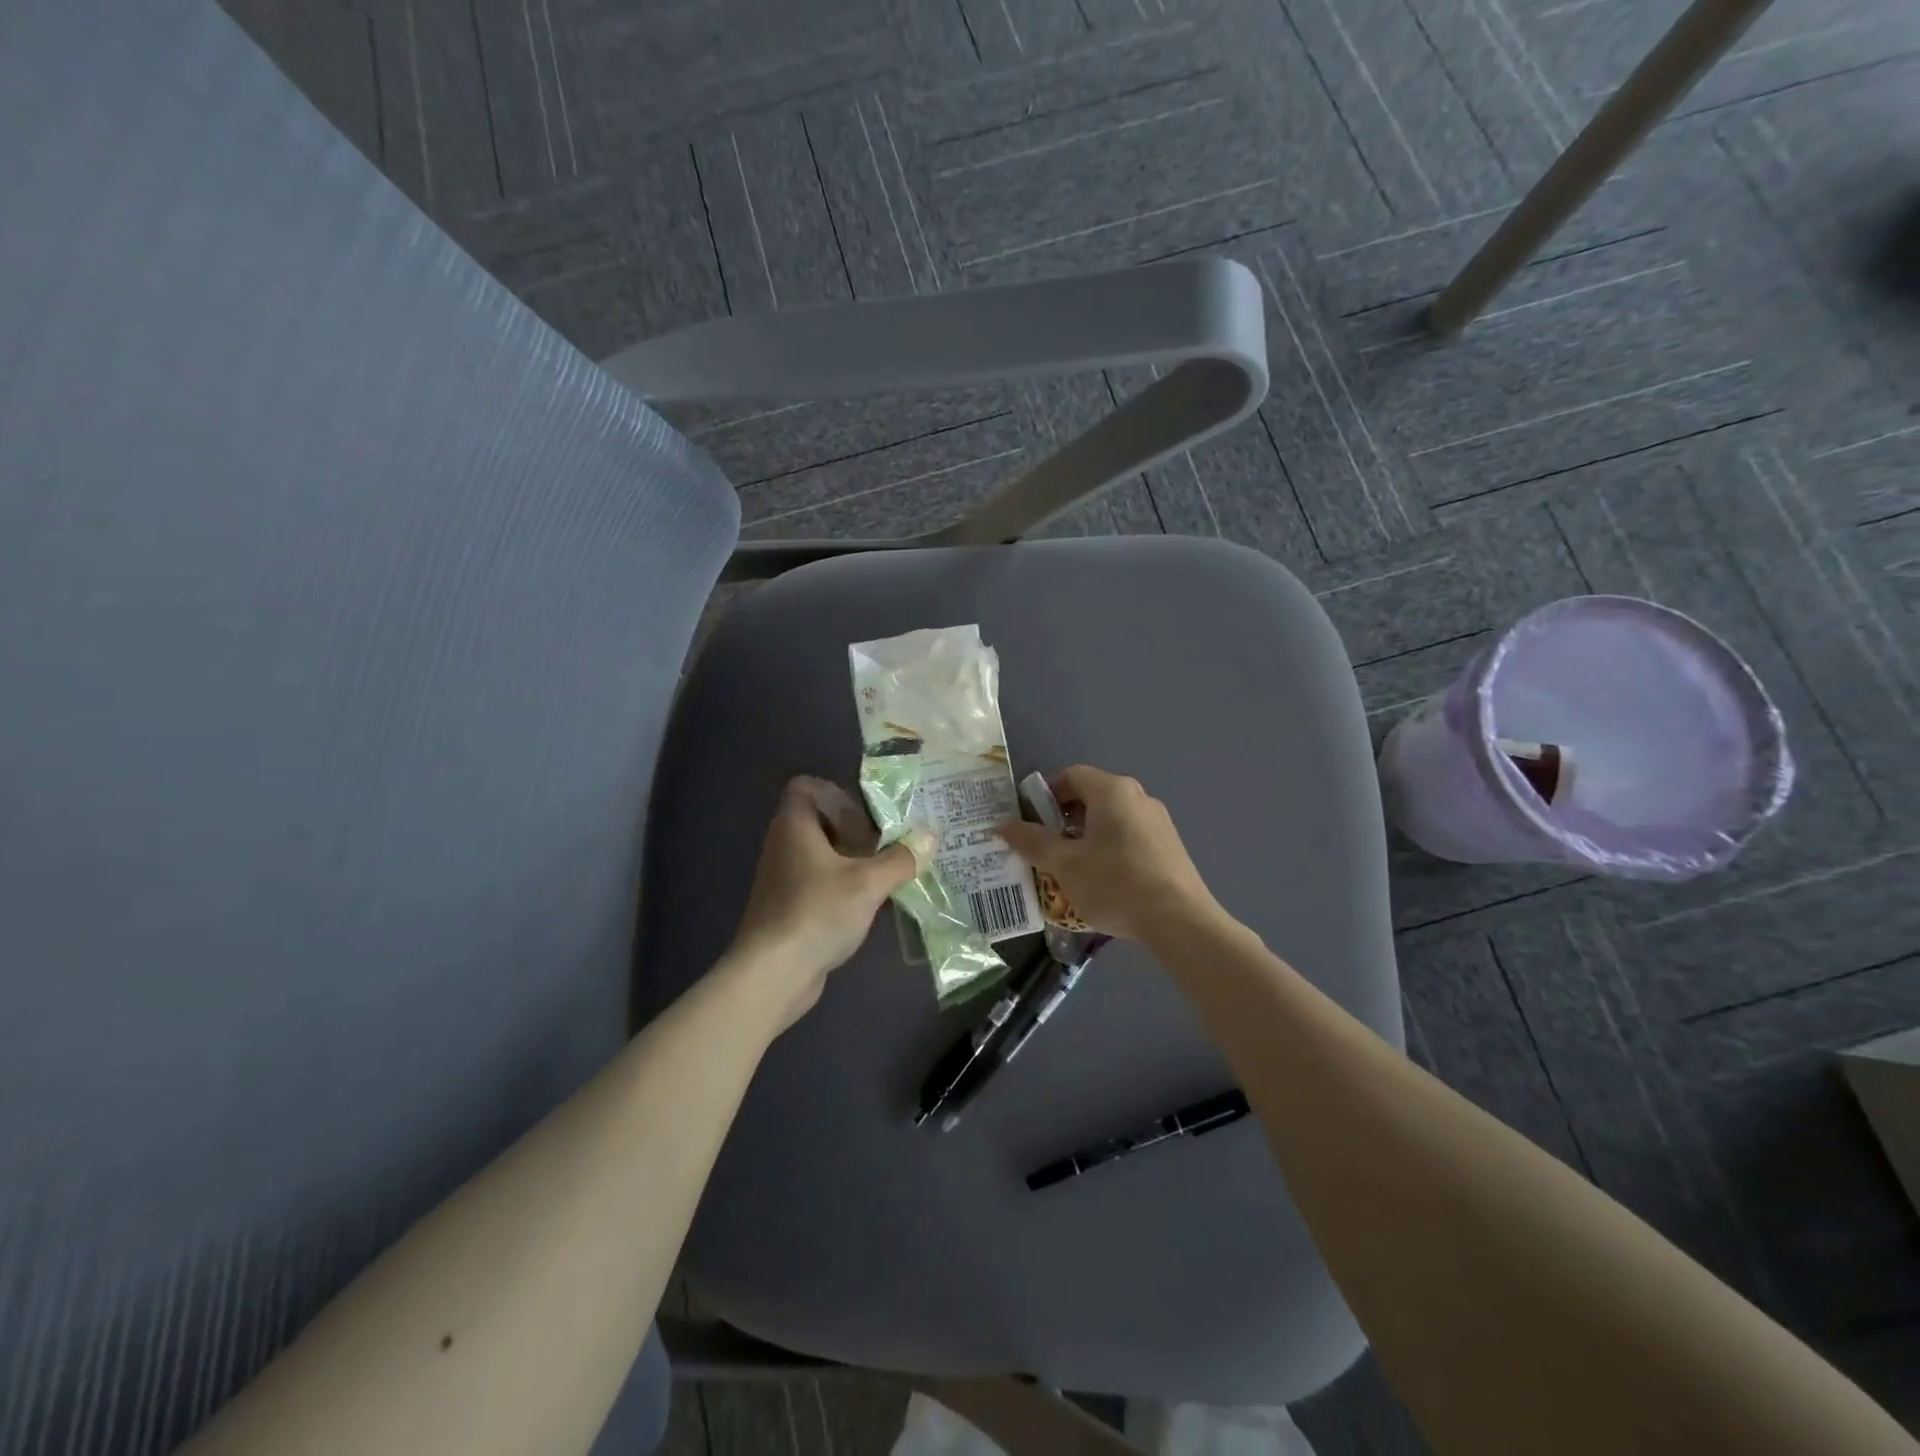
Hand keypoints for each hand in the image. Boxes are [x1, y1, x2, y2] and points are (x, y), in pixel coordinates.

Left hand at [726, 776, 930, 1030]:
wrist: (772, 973)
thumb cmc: (817, 912)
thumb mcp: (868, 883)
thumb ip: (901, 858)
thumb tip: (931, 835)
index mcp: (794, 826)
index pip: (806, 787)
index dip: (837, 795)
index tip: (865, 819)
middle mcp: (783, 845)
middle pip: (819, 821)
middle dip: (854, 831)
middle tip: (883, 848)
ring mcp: (782, 879)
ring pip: (821, 855)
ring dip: (851, 862)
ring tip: (882, 877)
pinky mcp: (786, 908)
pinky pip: (818, 884)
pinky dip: (841, 888)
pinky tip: (865, 907)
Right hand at [997, 765, 1220, 940]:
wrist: (1179, 921)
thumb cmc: (1115, 883)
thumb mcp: (1065, 864)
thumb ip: (1032, 842)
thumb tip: (1003, 826)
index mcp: (1112, 791)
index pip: (1071, 775)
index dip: (1045, 793)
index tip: (1029, 819)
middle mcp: (1138, 797)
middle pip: (1092, 795)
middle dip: (1062, 817)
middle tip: (1044, 845)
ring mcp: (1158, 821)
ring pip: (1111, 817)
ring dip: (1085, 834)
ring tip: (1068, 865)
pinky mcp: (1169, 846)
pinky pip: (1129, 835)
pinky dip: (1108, 846)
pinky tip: (1101, 878)